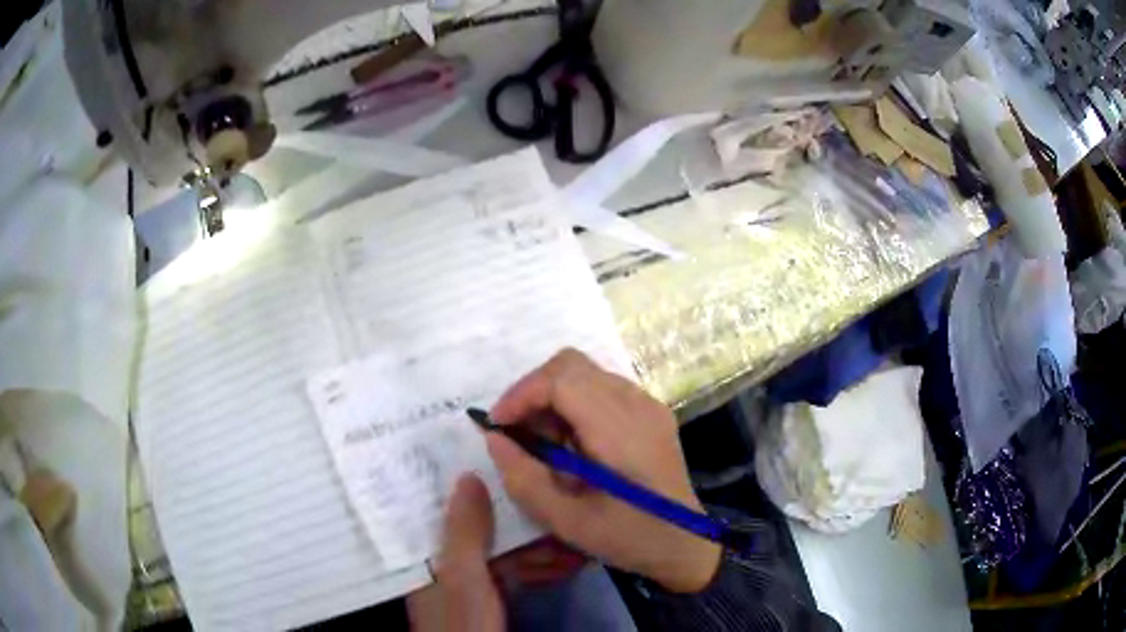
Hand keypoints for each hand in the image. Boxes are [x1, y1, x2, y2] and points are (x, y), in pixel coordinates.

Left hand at [407, 476, 587, 631]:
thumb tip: (469, 473)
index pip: (444, 505)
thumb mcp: (462, 575)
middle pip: (482, 527)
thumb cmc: (462, 620)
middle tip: (555, 499)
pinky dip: (539, 568)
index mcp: (426, 551)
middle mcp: (444, 561)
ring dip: (538, 545)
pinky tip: (568, 565)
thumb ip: (465, 530)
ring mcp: (468, 581)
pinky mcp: (489, 598)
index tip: (502, 461)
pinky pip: (515, 573)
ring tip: (574, 536)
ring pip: (504, 550)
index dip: (471, 484)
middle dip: (521, 518)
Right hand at [486, 349, 720, 592]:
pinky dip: (576, 405)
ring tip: (546, 445)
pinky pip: (603, 389)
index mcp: (620, 430)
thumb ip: (524, 478)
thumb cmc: (627, 537)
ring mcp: (648, 405)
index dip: (522, 394)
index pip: (562, 379)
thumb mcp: (566, 521)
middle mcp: (637, 404)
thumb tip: (495, 438)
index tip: (498, 426)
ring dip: (554, 399)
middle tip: (517, 433)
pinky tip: (574, 445)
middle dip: (533, 392)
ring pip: (586, 374)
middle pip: (572, 365)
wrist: (684, 543)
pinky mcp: (651, 413)